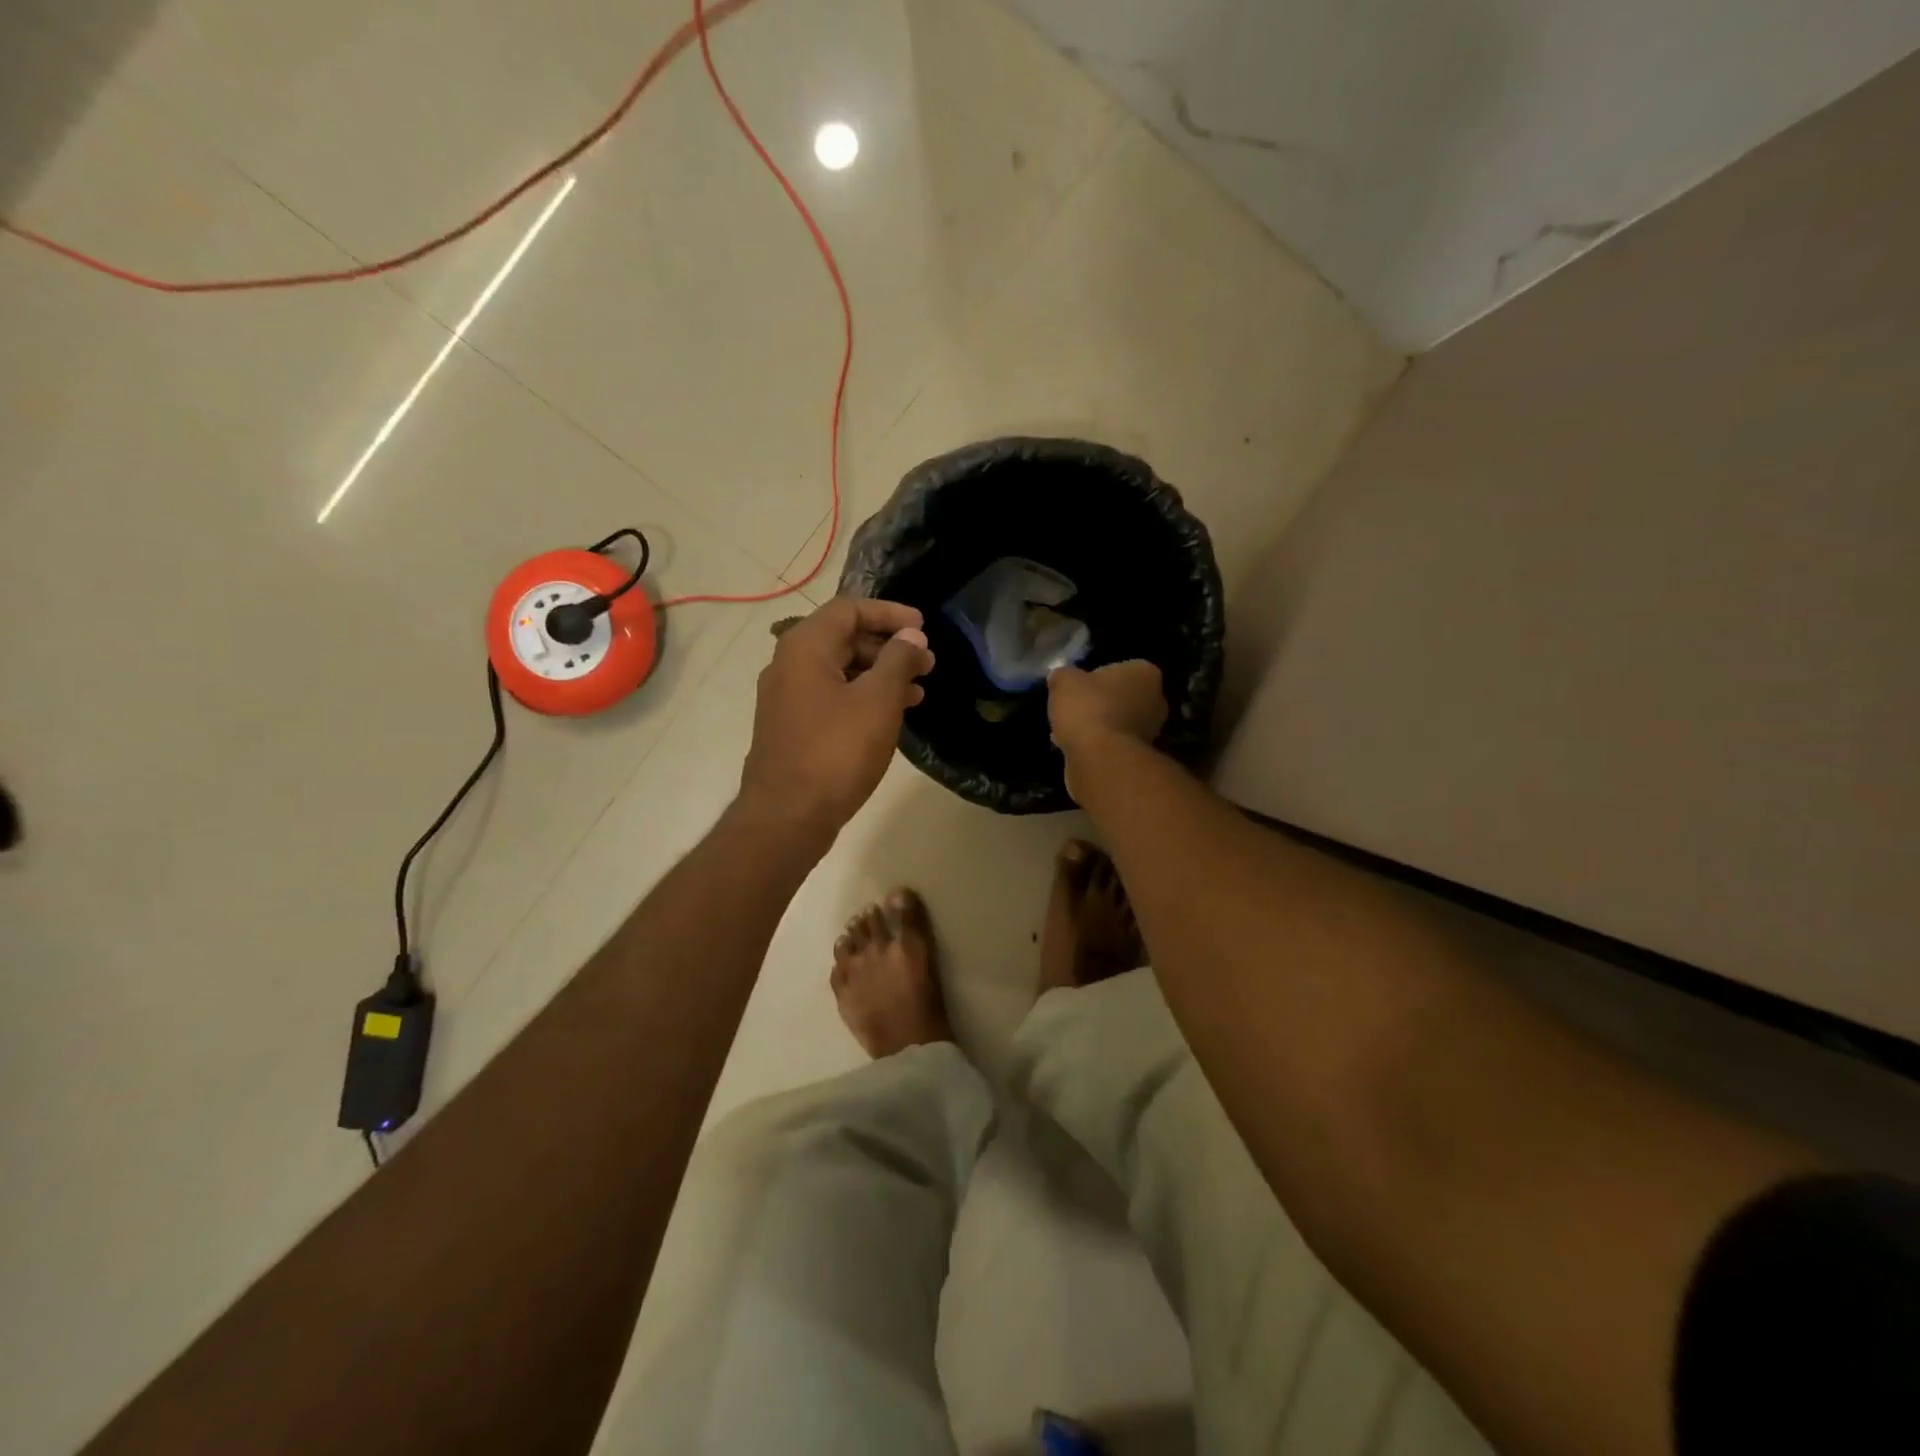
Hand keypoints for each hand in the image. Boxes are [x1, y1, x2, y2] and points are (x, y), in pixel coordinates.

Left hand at [738, 597, 935, 844]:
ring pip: (840, 671)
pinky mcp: (792, 728)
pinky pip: (832, 698)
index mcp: (804, 647)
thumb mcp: (877, 701)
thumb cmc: (835, 752)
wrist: (787, 817)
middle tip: (926, 664)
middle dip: (888, 647)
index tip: (923, 628)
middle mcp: (789, 665)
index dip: (889, 613)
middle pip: (843, 638)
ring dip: (880, 675)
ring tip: (918, 692)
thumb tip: (911, 637)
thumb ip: (898, 661)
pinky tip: (890, 716)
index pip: (849, 608)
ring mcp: (787, 699)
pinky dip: (863, 698)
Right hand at [1048, 661, 1166, 799]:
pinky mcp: (1139, 756)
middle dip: (1101, 703)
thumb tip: (1060, 678)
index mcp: (1146, 673)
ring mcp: (1151, 731)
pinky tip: (1074, 747)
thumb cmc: (1087, 707)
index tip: (1078, 688)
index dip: (1097, 677)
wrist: (1099, 757)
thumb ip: (1063, 676)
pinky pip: (1113, 743)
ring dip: (1098, 726)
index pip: (1122, 669)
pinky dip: (1097, 745)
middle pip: (1123, 697)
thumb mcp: (1063, 681)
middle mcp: (1156, 700)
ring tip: (1068, 731)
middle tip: (1075, 709)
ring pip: (1118, 722)